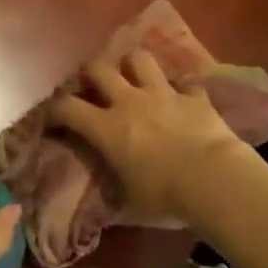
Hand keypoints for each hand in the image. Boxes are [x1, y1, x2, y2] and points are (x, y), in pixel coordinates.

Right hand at [48, 48, 248, 226]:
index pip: (67, 108)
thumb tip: (103, 208)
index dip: (53, 109)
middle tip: (92, 83)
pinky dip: (181, 87)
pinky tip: (182, 96)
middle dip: (90, 72)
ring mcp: (163, 94)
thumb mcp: (132, 205)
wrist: (216, 180)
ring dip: (133, 64)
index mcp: (107, 128)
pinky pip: (185, 82)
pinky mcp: (193, 96)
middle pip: (99, 68)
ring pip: (139, 59)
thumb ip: (115, 195)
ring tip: (134, 74)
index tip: (50, 116)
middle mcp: (129, 101)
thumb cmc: (167, 197)